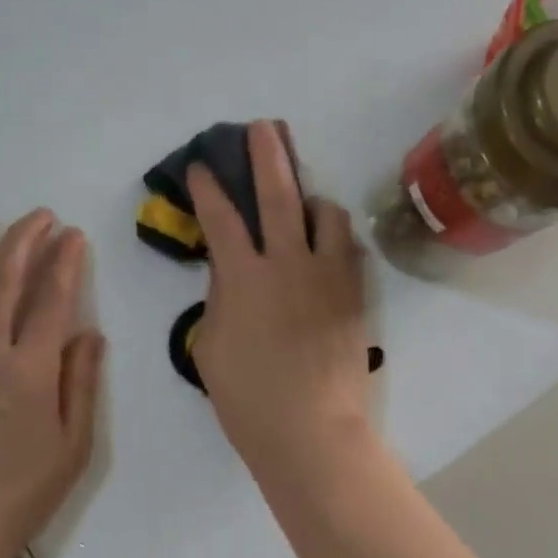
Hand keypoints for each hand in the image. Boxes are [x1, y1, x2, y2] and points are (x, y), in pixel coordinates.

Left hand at [0, 207, 104, 557]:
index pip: (53, 300)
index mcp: (30, 371)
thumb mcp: (73, 447)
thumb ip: (81, 384)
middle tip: (38, 216)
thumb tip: (89, 333)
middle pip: (3, 281)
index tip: (73, 236)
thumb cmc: (18, 495)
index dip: (65, 262)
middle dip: (23, 240)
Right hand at [187, 121, 373, 479]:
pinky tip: (328, 240)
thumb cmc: (248, 398)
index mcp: (245, 277)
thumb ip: (220, 297)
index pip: (221, 218)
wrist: (311, 430)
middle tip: (263, 127)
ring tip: (304, 199)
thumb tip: (229, 268)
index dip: (208, 187)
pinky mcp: (354, 293)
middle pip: (278, 194)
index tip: (202, 167)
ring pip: (326, 213)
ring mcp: (328, 275)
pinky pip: (349, 247)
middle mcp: (288, 263)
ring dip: (311, 198)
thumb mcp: (211, 346)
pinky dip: (335, 235)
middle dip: (267, 155)